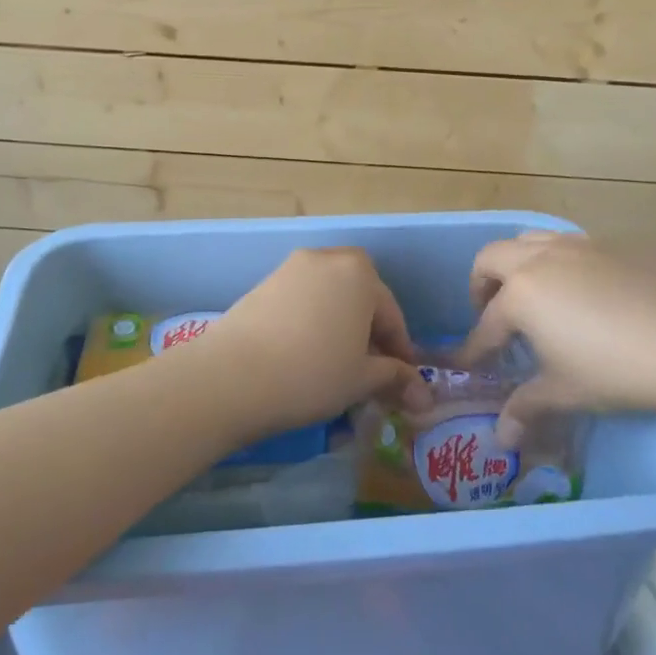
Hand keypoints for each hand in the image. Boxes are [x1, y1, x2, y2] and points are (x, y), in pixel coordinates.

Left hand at [199, 248, 427, 438]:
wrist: (232, 376)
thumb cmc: (312, 373)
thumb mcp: (361, 379)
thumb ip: (395, 378)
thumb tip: (423, 395)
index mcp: (359, 273)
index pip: (391, 314)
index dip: (400, 351)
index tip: (403, 382)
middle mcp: (326, 259)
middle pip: (359, 296)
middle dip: (369, 330)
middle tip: (369, 368)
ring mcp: (290, 269)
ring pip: (328, 298)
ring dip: (339, 326)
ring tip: (336, 365)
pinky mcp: (262, 285)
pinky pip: (300, 302)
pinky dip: (311, 324)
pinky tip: (304, 356)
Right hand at [460, 232, 655, 445]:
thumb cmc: (614, 371)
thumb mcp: (563, 393)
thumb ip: (525, 408)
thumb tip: (501, 438)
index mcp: (521, 294)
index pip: (485, 325)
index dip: (474, 349)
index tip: (466, 364)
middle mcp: (540, 259)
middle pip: (491, 258)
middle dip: (481, 286)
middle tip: (492, 315)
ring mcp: (576, 246)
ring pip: (528, 240)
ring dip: (516, 263)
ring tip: (531, 294)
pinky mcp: (610, 246)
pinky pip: (568, 244)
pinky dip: (556, 261)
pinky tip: (579, 291)